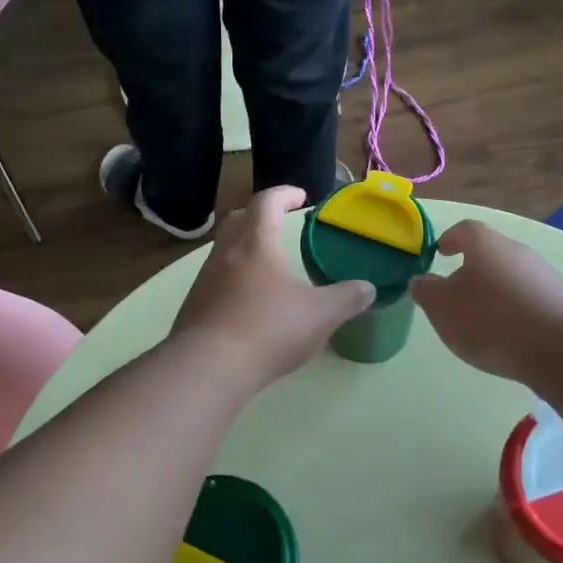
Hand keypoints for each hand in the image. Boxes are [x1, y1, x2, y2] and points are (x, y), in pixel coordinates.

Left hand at [170, 187, 374, 388]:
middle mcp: (225, 252)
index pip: (267, 202)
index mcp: (256, 242)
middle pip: (238, 219)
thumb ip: (347, 299)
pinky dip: (233, 280)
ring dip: (244, 249)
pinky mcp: (194, 306)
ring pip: (224, 250)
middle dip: (259, 216)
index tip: (301, 196)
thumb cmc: (268, 329)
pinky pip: (216, 280)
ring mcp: (204, 279)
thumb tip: (368, 288)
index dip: (284, 194)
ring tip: (268, 267)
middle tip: (279, 224)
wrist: (207, 368)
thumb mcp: (320, 315)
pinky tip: (249, 302)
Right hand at [410, 221, 562, 385]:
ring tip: (481, 322)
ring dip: (494, 292)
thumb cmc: (490, 320)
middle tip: (455, 295)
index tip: (439, 253)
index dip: (449, 239)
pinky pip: (529, 299)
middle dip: (471, 270)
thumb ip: (426, 290)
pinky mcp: (562, 301)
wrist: (561, 349)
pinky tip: (509, 336)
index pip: (464, 230)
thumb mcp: (442, 308)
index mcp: (485, 243)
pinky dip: (515, 310)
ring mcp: (544, 274)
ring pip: (510, 276)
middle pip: (489, 253)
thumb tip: (421, 279)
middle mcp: (517, 250)